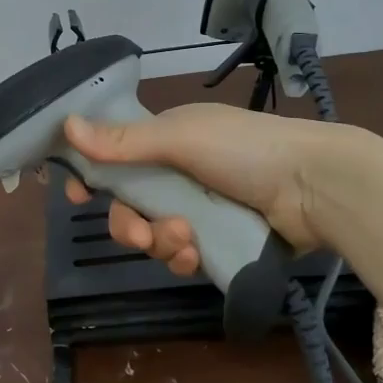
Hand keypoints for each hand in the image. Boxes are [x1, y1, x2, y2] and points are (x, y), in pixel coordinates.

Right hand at [61, 104, 357, 274]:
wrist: (316, 187)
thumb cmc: (245, 149)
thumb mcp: (181, 139)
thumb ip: (123, 141)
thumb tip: (67, 125)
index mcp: (167, 140)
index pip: (115, 157)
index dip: (92, 176)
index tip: (74, 196)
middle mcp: (179, 173)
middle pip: (129, 204)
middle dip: (128, 224)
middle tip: (142, 234)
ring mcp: (200, 208)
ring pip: (154, 234)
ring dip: (161, 242)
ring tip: (186, 241)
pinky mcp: (220, 239)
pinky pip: (182, 254)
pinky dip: (183, 256)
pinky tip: (196, 255)